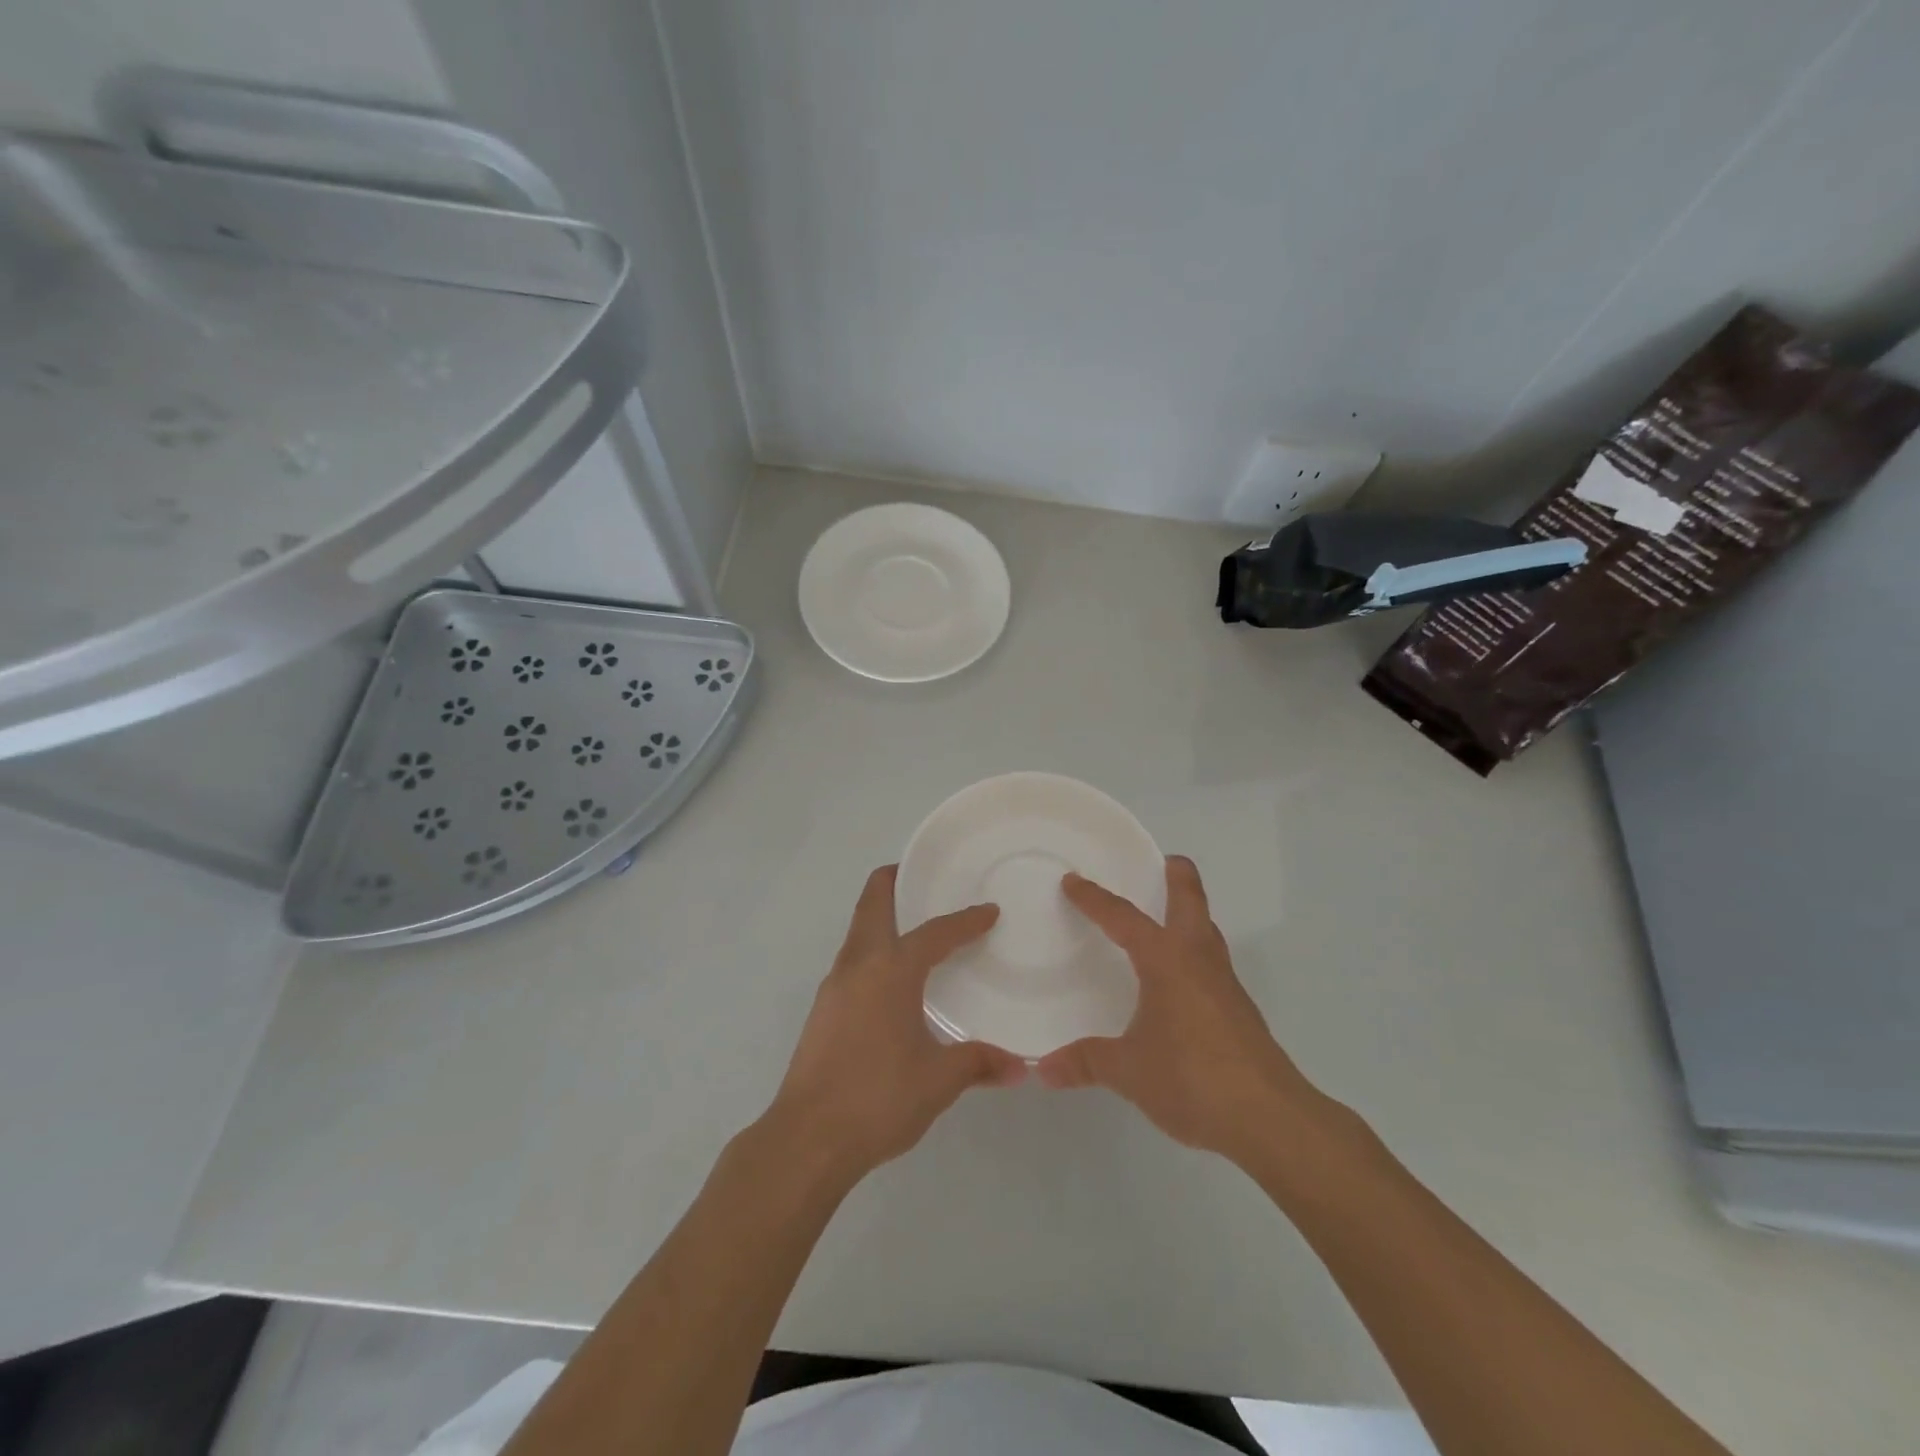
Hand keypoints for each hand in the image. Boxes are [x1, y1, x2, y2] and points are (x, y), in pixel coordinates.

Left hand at [766, 865, 1026, 1182]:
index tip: (989, 912)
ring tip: (914, 928)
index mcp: (891, 970)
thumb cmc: (878, 1098)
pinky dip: (873, 949)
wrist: (807, 1138)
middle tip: (923, 878)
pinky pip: (852, 960)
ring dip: (882, 917)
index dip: (965, 920)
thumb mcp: (938, 1081)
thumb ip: (978, 1064)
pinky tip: (892, 981)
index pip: (935, 932)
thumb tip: (1019, 1066)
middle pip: (872, 903)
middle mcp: (858, 965)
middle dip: (894, 881)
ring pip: (858, 931)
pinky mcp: (822, 1009)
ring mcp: (834, 985)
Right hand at [1037, 856, 1328, 1164]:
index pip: (1123, 917)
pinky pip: (1211, 961)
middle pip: (1191, 899)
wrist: (1269, 1118)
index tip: (1073, 881)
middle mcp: (1198, 958)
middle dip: (1176, 875)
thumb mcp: (1129, 1071)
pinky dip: (1193, 951)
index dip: (1094, 898)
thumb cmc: (1192, 1078)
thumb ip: (1086, 1062)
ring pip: (1206, 929)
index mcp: (1166, 960)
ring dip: (1188, 913)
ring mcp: (1224, 982)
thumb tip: (1044, 1069)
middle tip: (1158, 862)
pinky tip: (1178, 980)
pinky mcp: (1239, 1009)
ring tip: (1163, 918)